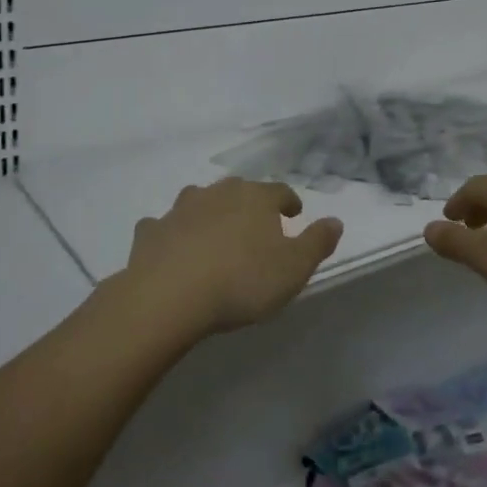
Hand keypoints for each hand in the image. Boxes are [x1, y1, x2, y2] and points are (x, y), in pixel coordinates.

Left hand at [126, 177, 343, 336]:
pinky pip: (164, 225)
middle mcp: (218, 193)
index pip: (280, 191)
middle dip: (248, 204)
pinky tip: (172, 247)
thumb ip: (317, 242)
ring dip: (209, 212)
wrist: (169, 296)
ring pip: (199, 200)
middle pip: (239, 190)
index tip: (293, 215)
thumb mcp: (294, 268)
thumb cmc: (241, 281)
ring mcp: (180, 209)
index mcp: (256, 198)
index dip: (288, 202)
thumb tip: (335, 221)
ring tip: (214, 234)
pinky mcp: (151, 231)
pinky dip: (171, 232)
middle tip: (255, 226)